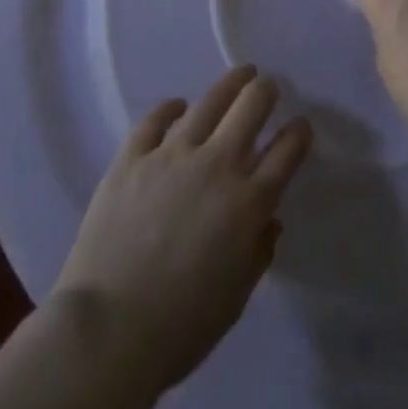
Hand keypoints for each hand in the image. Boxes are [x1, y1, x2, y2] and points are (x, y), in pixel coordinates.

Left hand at [51, 66, 311, 393]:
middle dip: (266, 91)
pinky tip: (178, 106)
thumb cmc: (180, 327)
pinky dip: (170, 108)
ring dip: (231, 84)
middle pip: (252, 107)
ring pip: (210, 102)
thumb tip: (267, 220)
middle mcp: (217, 166)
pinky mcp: (132, 158)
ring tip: (240, 75)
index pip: (287, 151)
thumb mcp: (236, 298)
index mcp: (248, 202)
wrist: (107, 333)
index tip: (300, 126)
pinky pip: (155, 119)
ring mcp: (172, 156)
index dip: (299, 133)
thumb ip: (258, 252)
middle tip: (269, 88)